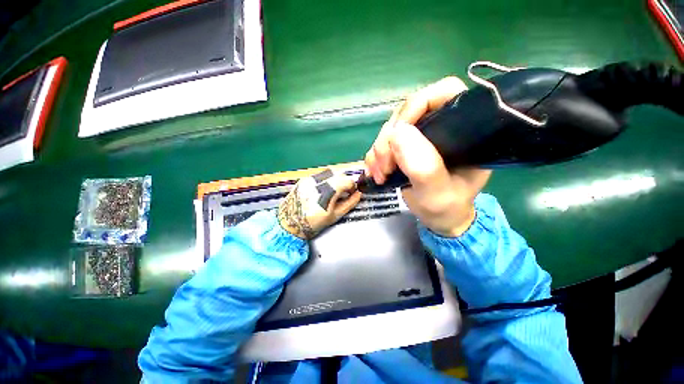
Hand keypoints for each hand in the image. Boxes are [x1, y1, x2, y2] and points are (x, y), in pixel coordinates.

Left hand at [278, 169, 361, 238]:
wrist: (290, 223)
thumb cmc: (312, 223)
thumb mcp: (334, 216)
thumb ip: (349, 203)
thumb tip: (358, 195)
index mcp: (327, 192)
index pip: (347, 180)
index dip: (353, 186)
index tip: (352, 192)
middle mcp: (318, 182)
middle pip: (339, 174)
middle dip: (345, 182)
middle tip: (344, 193)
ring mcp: (310, 179)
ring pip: (330, 173)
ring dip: (336, 180)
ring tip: (333, 192)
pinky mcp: (304, 180)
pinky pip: (320, 175)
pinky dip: (326, 181)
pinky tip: (323, 191)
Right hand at [364, 77, 491, 236]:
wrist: (438, 217)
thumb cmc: (447, 207)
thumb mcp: (438, 194)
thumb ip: (424, 167)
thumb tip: (397, 133)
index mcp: (463, 130)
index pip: (443, 93)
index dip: (416, 106)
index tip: (397, 134)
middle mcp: (440, 126)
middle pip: (407, 112)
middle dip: (389, 139)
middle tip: (385, 167)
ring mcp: (420, 136)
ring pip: (391, 128)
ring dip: (379, 151)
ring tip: (380, 175)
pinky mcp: (405, 147)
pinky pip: (383, 142)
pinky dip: (374, 157)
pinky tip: (375, 173)